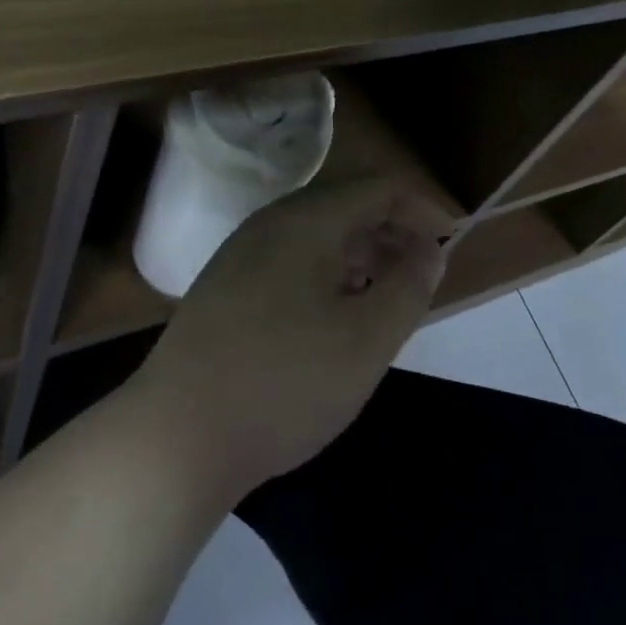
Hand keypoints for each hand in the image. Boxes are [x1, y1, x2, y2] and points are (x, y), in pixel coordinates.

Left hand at [132, 177, 453, 498]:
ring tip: (385, 295)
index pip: (378, 188)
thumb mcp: (365, 341)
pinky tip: (333, 315)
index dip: (421, 208)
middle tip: (422, 272)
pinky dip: (327, 271)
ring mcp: (243, 250)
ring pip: (317, 232)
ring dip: (360, 253)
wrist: (176, 435)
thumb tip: (430, 249)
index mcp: (308, 219)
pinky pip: (291, 256)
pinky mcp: (226, 282)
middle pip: (346, 205)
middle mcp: (273, 220)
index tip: (449, 242)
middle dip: (392, 231)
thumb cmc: (284, 382)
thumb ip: (408, 287)